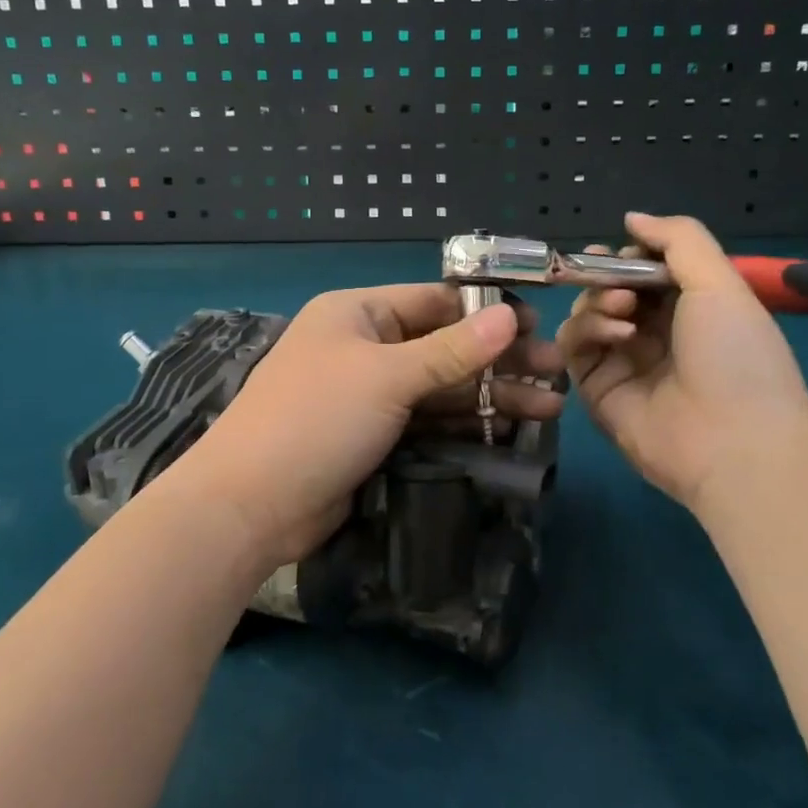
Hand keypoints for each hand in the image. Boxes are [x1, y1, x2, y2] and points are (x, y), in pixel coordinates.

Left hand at [180, 285, 565, 569]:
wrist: (251, 506)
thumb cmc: (316, 420)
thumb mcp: (387, 377)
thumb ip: (452, 350)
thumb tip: (511, 315)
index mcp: (358, 314)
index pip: (434, 301)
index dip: (487, 311)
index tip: (538, 326)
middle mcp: (365, 347)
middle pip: (445, 345)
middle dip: (499, 359)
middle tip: (556, 372)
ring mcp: (370, 395)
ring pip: (442, 386)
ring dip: (492, 395)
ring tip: (551, 406)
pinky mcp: (376, 436)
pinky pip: (430, 420)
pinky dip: (467, 423)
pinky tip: (511, 430)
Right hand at [555, 212, 807, 510]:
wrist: (733, 443)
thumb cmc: (736, 354)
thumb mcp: (720, 283)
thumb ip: (678, 238)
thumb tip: (632, 217)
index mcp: (691, 308)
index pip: (644, 270)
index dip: (628, 256)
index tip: (621, 252)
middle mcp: (655, 332)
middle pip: (609, 288)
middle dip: (606, 276)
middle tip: (615, 279)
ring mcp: (623, 361)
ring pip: (586, 313)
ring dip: (597, 302)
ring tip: (623, 312)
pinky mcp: (596, 389)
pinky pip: (574, 347)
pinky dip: (586, 331)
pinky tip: (616, 335)